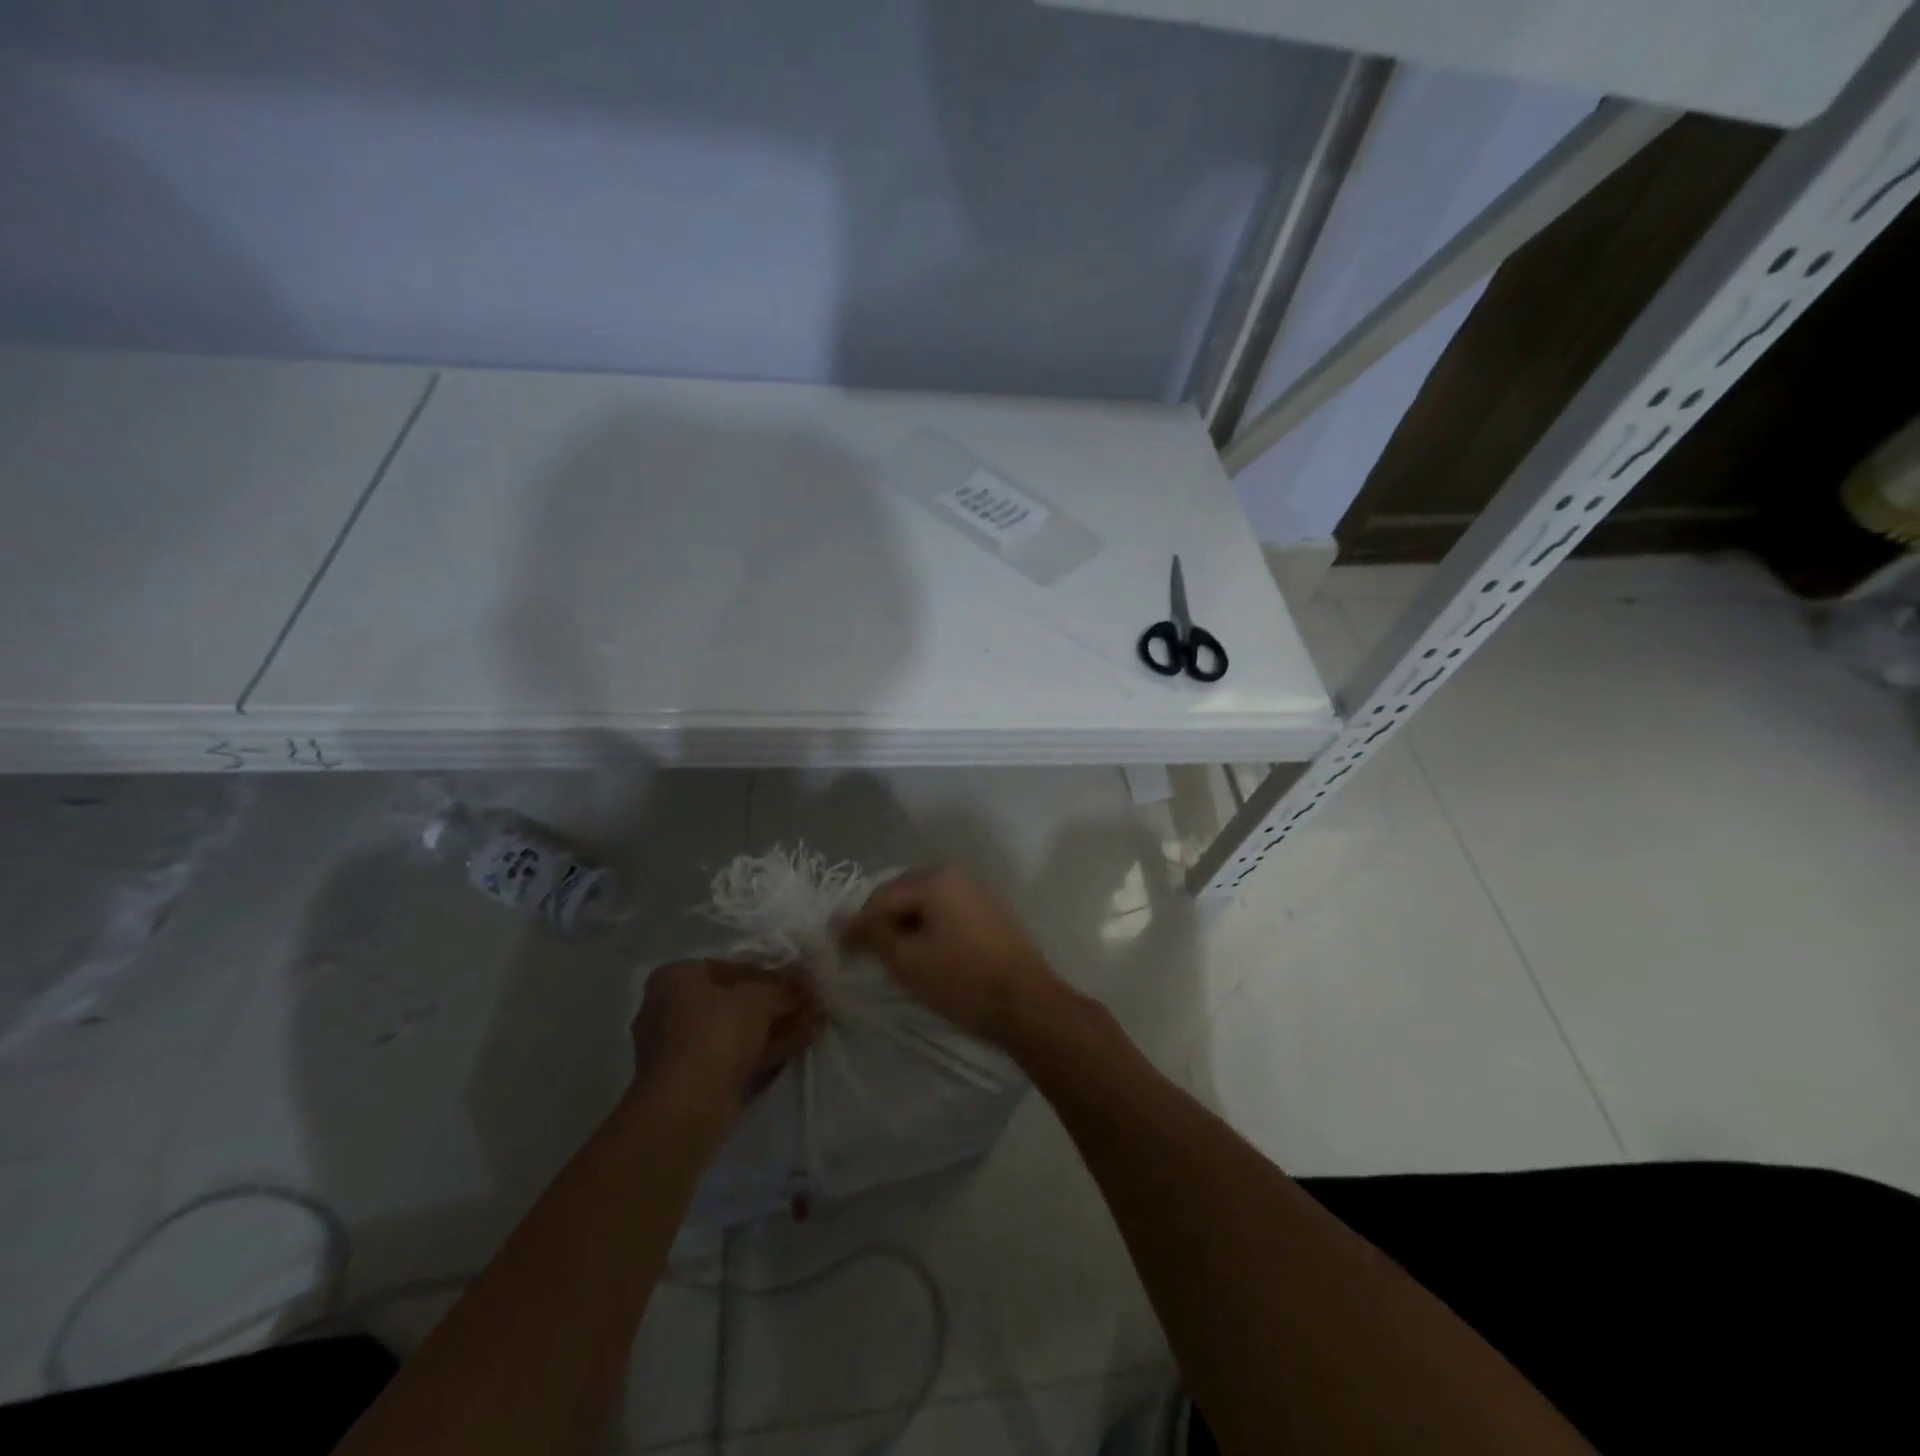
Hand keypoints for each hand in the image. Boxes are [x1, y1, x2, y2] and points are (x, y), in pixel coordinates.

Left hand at [630, 959, 824, 1109]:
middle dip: (779, 1001)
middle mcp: (673, 1009)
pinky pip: (740, 1053)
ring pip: (742, 1029)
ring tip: (819, 1019)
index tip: (800, 979)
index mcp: (677, 979)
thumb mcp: (759, 998)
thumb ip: (785, 987)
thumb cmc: (716, 1031)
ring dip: (781, 1023)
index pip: (730, 966)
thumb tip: (808, 981)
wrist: (688, 1105)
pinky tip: (806, 1039)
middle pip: (737, 1000)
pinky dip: (772, 1045)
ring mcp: (685, 1048)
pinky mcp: (700, 1079)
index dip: (771, 972)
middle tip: (814, 1000)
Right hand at [837, 869, 1067, 1047]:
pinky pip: (949, 911)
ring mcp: (979, 890)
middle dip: (883, 921)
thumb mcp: (907, 960)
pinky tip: (927, 952)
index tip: (839, 951)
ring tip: (893, 954)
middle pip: (904, 893)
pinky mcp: (992, 910)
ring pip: (927, 902)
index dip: (857, 925)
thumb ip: (871, 935)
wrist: (1027, 1004)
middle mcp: (958, 873)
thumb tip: (839, 919)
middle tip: (863, 952)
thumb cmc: (962, 980)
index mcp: (936, 878)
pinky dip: (931, 927)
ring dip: (907, 925)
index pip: (881, 897)